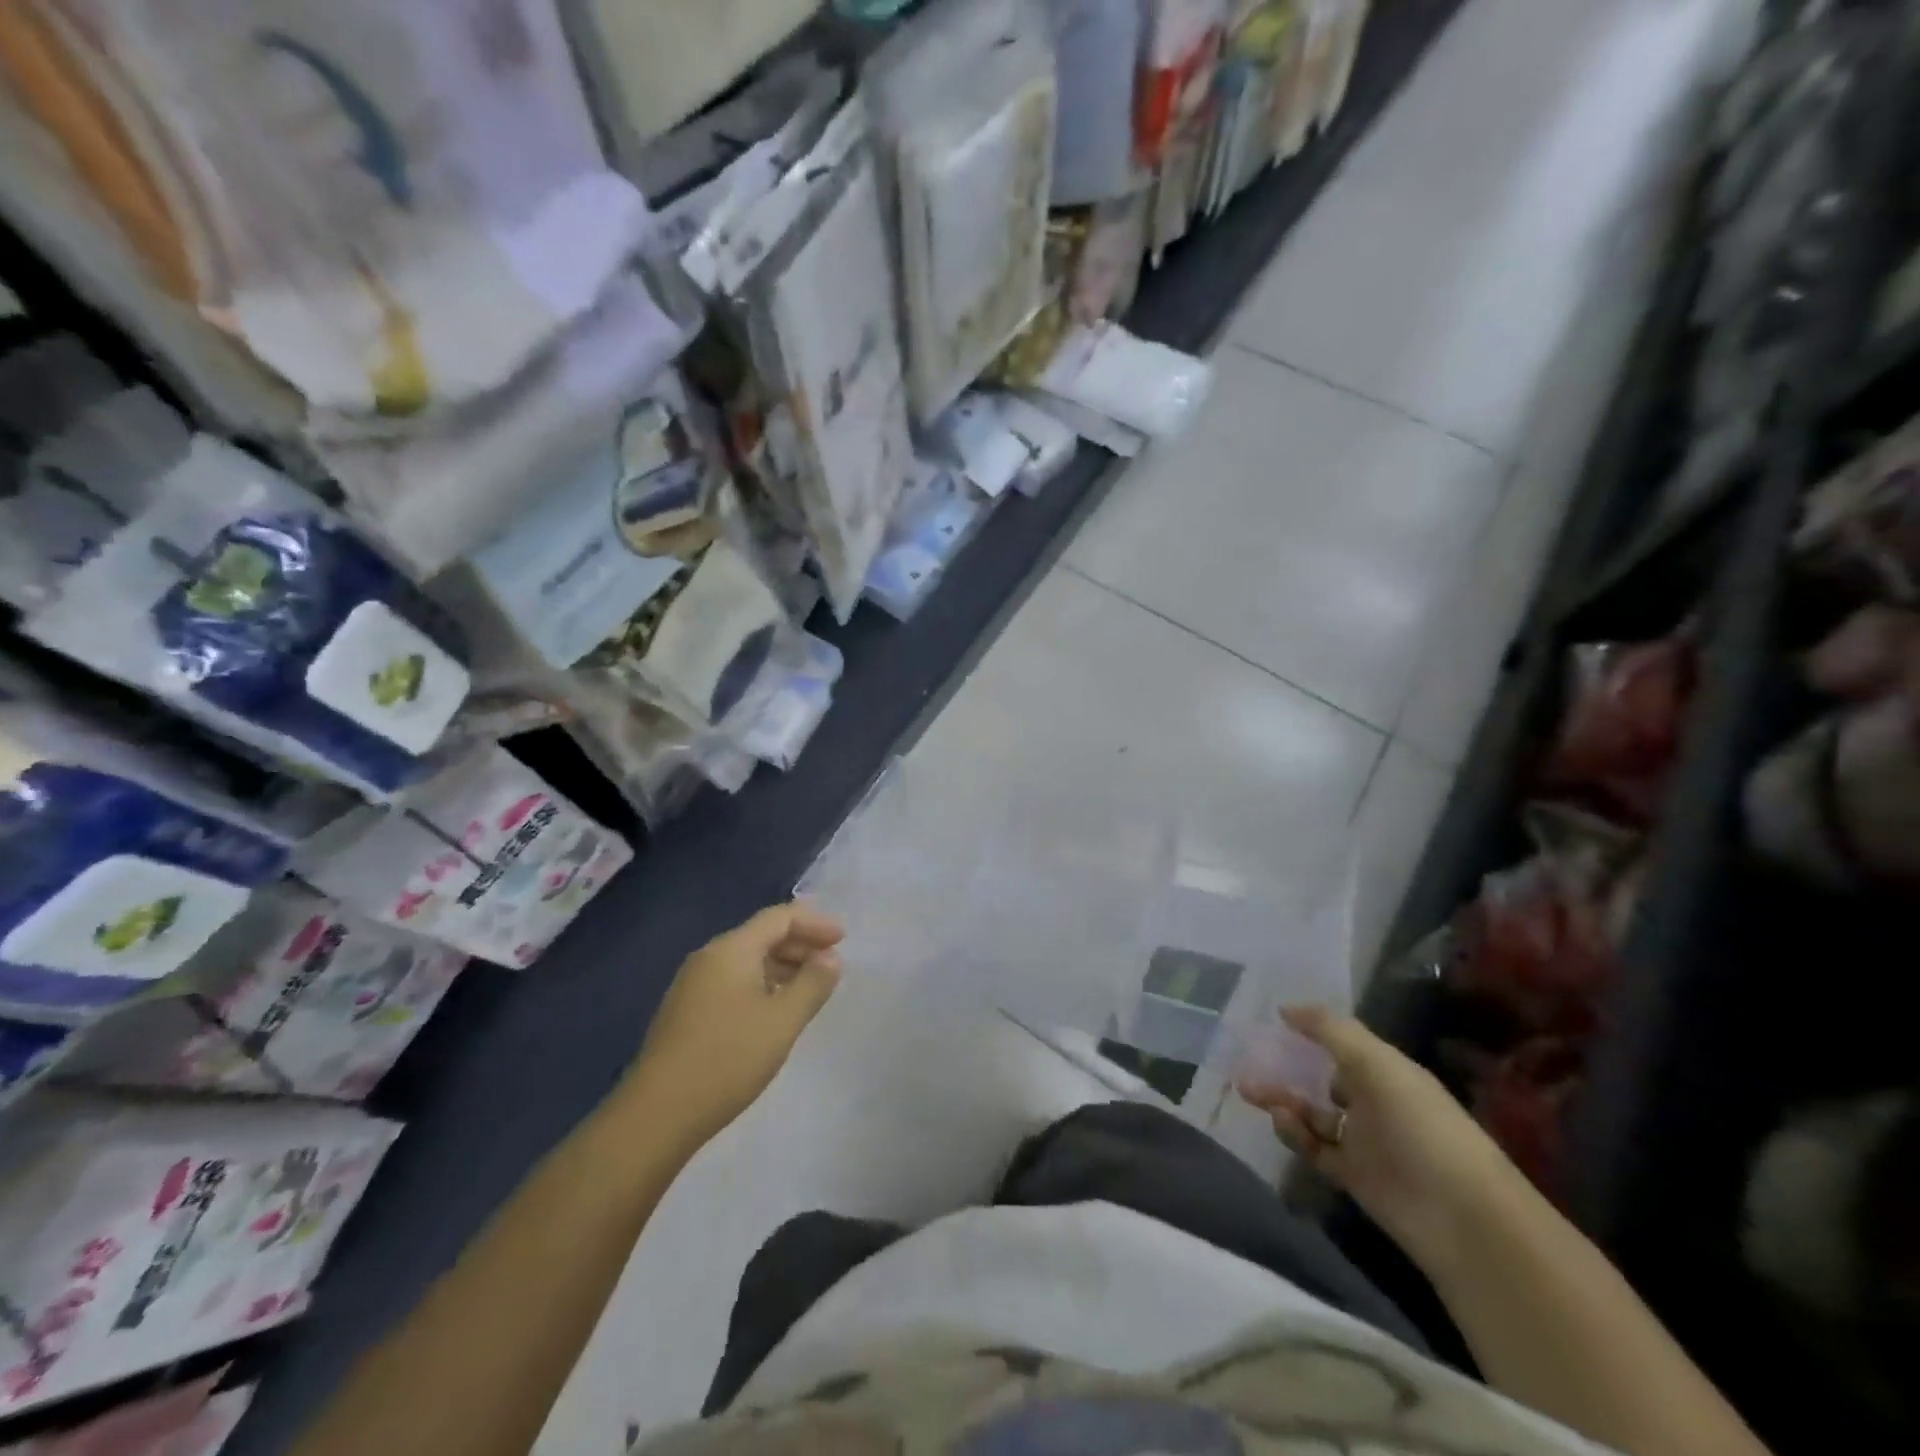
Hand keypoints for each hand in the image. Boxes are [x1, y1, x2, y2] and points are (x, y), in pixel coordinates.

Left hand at [624, 904, 843, 1146]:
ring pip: (746, 960)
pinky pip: (732, 981)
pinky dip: (761, 984)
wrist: (657, 1114)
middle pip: (761, 935)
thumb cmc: (728, 1059)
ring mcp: (692, 985)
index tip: (843, 940)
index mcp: (731, 950)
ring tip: (808, 988)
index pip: (779, 918)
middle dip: (799, 943)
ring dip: (781, 966)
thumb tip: (830, 957)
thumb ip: (812, 984)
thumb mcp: (782, 1021)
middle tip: (831, 963)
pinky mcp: (685, 1012)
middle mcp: (708, 958)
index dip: (814, 923)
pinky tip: (773, 1011)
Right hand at [1237, 1007, 1532, 1271]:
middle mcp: (1374, 1101)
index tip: (1273, 1022)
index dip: (1310, 1032)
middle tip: (1247, 1061)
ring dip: (1283, 1099)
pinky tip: (1279, 1121)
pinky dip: (1294, 1133)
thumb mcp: (1377, 1064)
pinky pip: (1314, 1147)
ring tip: (1250, 1090)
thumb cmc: (1421, 1126)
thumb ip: (1330, 1030)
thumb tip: (1285, 1008)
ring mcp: (1364, 1140)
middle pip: (1321, 1077)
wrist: (1463, 1219)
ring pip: (1313, 1113)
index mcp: (1386, 1071)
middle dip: (1286, 1068)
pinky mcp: (1353, 1176)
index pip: (1342, 1044)